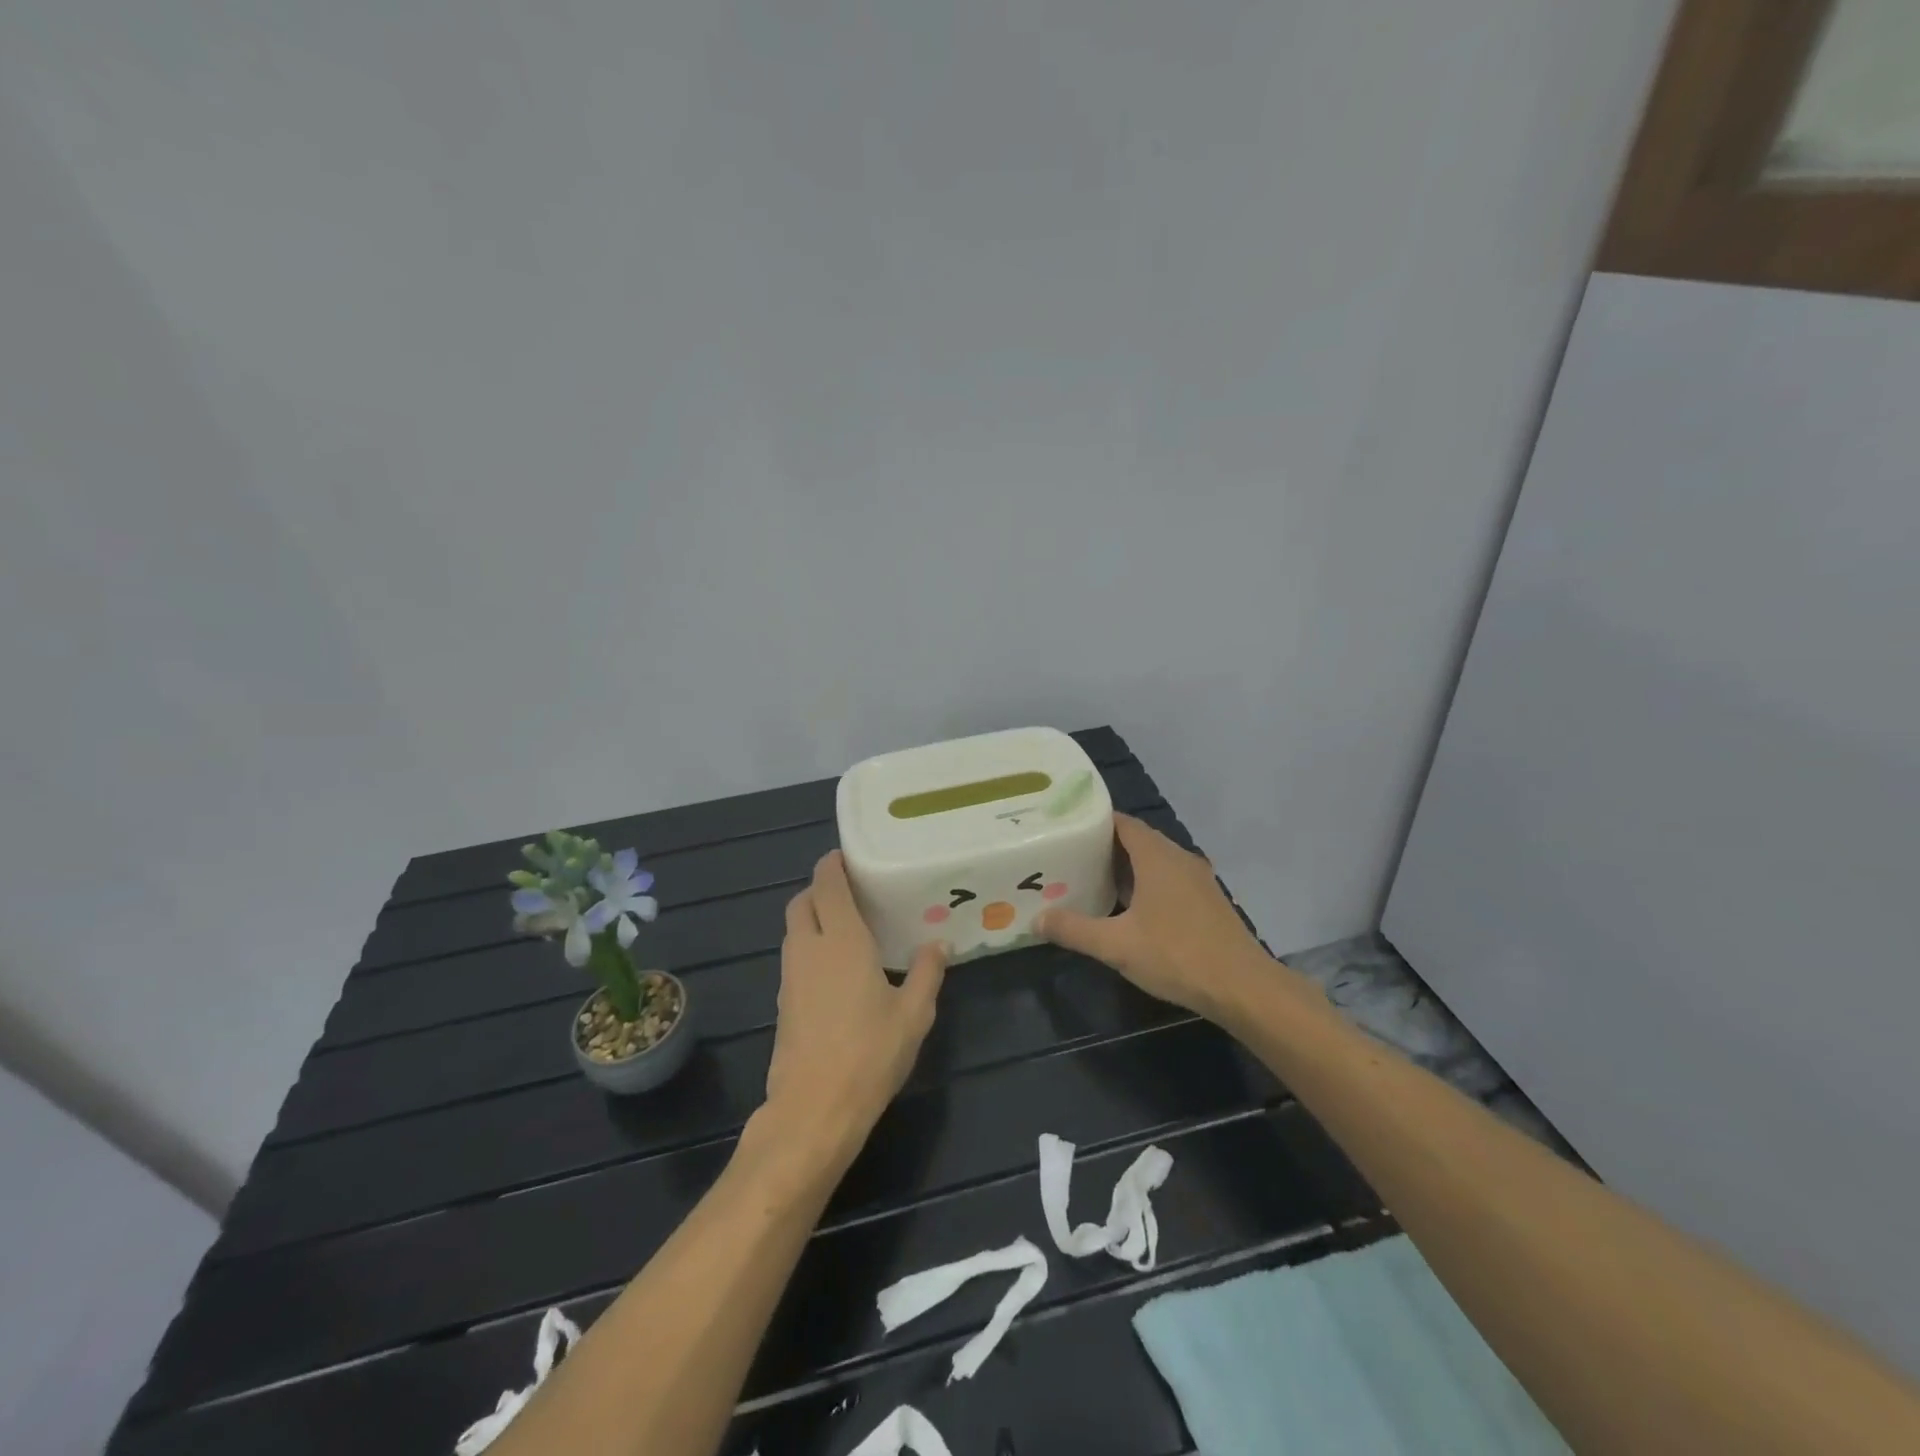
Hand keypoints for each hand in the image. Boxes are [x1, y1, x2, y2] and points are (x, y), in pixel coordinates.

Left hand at [763, 851, 946, 1153]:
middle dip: (820, 889)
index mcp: (842, 940)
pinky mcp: (783, 1003)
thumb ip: (927, 972)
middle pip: (801, 902)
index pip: (827, 885)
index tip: (848, 857)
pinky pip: (794, 957)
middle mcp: (809, 949)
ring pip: (794, 930)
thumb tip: (939, 943)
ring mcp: (790, 977)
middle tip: (852, 892)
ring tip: (847, 927)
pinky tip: (836, 968)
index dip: (833, 865)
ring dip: (813, 918)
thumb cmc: (870, 1054)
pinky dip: (809, 947)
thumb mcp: (914, 1014)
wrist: (813, 1110)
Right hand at [1035, 814, 1279, 1020]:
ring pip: (1154, 862)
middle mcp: (1179, 858)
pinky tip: (1127, 908)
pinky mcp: (1207, 902)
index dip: (1093, 822)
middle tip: (1069, 856)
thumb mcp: (1116, 945)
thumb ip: (1075, 929)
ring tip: (1090, 879)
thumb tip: (1037, 919)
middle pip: (1137, 841)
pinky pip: (1168, 880)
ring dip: (1126, 868)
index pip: (1122, 822)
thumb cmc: (1177, 955)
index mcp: (1157, 856)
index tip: (1066, 828)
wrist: (1243, 988)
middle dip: (1104, 847)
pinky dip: (1145, 885)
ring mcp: (1197, 880)